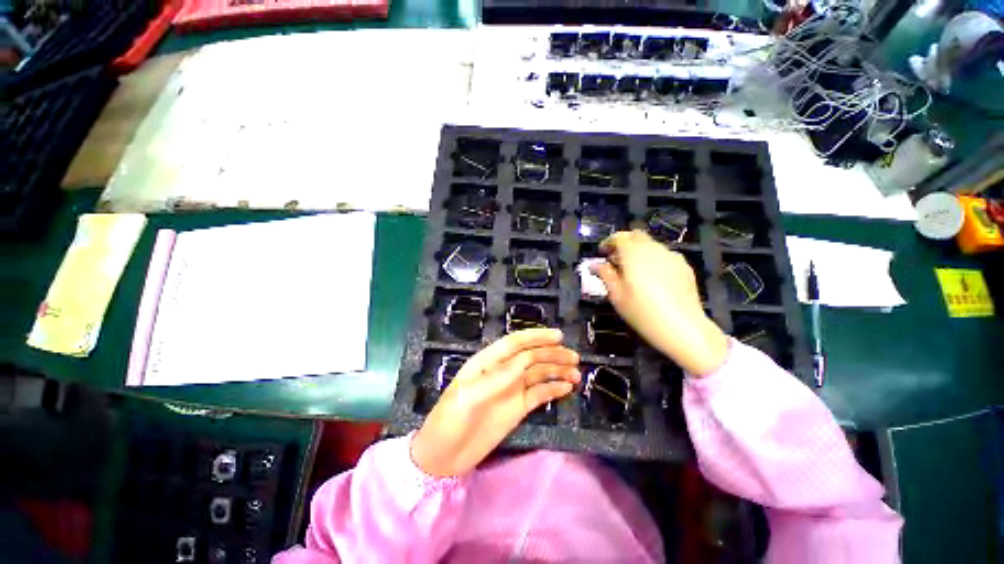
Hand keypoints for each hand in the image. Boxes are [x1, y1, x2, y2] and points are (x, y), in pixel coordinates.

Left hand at [411, 328, 579, 476]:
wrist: (443, 456)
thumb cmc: (448, 420)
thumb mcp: (468, 396)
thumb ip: (497, 378)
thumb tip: (524, 360)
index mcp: (487, 362)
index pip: (515, 343)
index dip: (536, 337)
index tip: (558, 336)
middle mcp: (502, 372)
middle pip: (531, 357)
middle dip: (552, 354)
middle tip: (574, 357)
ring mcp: (511, 390)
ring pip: (538, 374)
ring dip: (557, 371)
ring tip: (576, 373)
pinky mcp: (517, 408)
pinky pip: (539, 394)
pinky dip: (553, 389)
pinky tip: (566, 388)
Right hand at [593, 230, 727, 376]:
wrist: (682, 327)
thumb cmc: (642, 311)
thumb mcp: (616, 295)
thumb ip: (605, 275)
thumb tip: (595, 264)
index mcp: (634, 254)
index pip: (619, 237)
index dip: (608, 242)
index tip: (602, 253)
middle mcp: (653, 249)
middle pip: (636, 236)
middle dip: (624, 243)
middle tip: (616, 260)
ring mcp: (671, 256)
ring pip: (651, 245)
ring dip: (638, 252)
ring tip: (633, 271)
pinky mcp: (684, 266)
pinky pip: (664, 256)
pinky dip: (653, 260)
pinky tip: (652, 279)